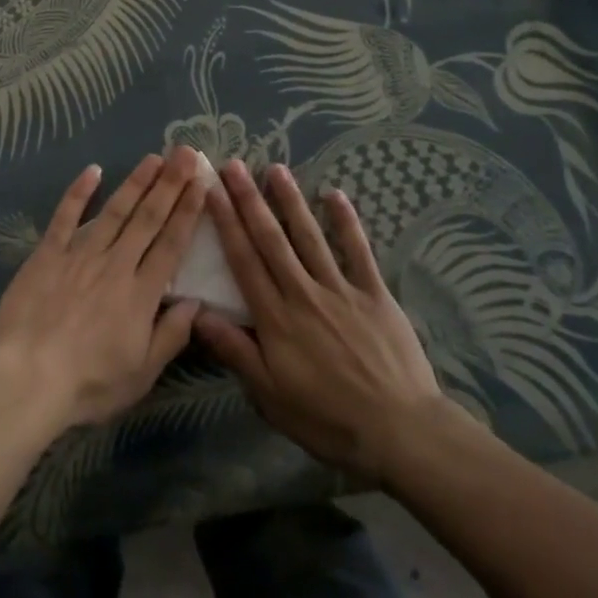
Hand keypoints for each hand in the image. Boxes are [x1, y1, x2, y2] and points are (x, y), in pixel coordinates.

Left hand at [0, 147, 205, 432]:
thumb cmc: (88, 384)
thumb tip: (197, 302)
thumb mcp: (141, 374)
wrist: (27, 379)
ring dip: (136, 182)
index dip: (188, 212)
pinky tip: (92, 171)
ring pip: (114, 211)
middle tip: (186, 153)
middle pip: (148, 219)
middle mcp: (115, 265)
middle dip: (170, 184)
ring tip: (154, 157)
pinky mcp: (47, 254)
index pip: (171, 244)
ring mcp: (80, 255)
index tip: (202, 184)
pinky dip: (78, 192)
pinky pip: (65, 217)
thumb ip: (171, 335)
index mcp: (140, 294)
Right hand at [195, 160, 463, 483]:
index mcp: (276, 318)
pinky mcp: (374, 293)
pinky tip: (334, 194)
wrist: (400, 431)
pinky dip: (346, 221)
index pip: (244, 261)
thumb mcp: (270, 396)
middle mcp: (303, 293)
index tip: (212, 192)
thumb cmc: (328, 420)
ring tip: (275, 168)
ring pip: (309, 236)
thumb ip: (235, 351)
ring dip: (290, 201)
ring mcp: (341, 289)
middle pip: (271, 239)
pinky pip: (357, 250)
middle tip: (233, 166)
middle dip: (250, 200)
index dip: (226, 223)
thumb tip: (197, 314)